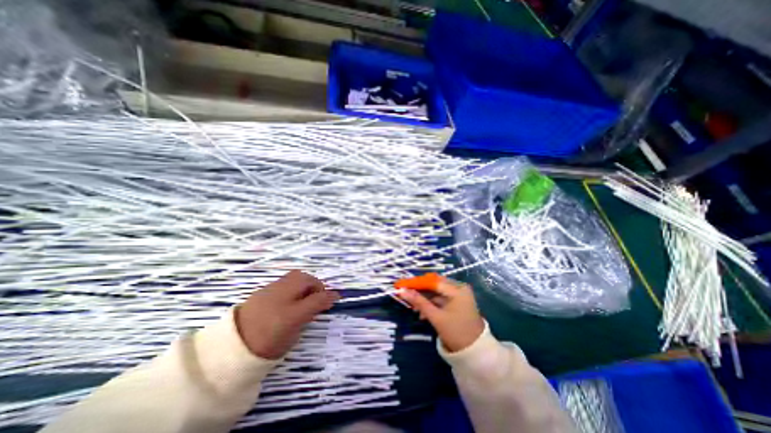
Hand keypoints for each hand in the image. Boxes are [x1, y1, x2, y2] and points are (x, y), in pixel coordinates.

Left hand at [233, 270, 337, 358]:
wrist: (230, 349)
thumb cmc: (267, 344)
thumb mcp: (294, 332)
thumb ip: (311, 313)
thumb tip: (325, 301)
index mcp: (290, 312)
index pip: (317, 298)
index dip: (329, 296)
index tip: (336, 298)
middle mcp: (281, 297)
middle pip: (305, 279)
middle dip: (315, 284)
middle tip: (317, 296)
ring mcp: (270, 291)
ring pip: (295, 277)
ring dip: (305, 282)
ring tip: (304, 295)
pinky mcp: (262, 290)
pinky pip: (284, 281)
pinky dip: (293, 284)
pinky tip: (289, 296)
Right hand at [401, 280, 483, 353]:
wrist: (475, 353)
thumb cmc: (456, 333)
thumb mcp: (436, 317)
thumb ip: (419, 302)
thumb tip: (402, 291)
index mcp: (457, 290)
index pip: (432, 281)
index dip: (416, 283)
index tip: (402, 285)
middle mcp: (459, 288)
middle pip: (434, 284)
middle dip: (419, 290)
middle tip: (405, 294)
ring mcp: (459, 295)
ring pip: (436, 292)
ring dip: (424, 298)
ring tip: (413, 307)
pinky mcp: (457, 302)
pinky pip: (440, 298)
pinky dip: (431, 303)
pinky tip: (422, 312)